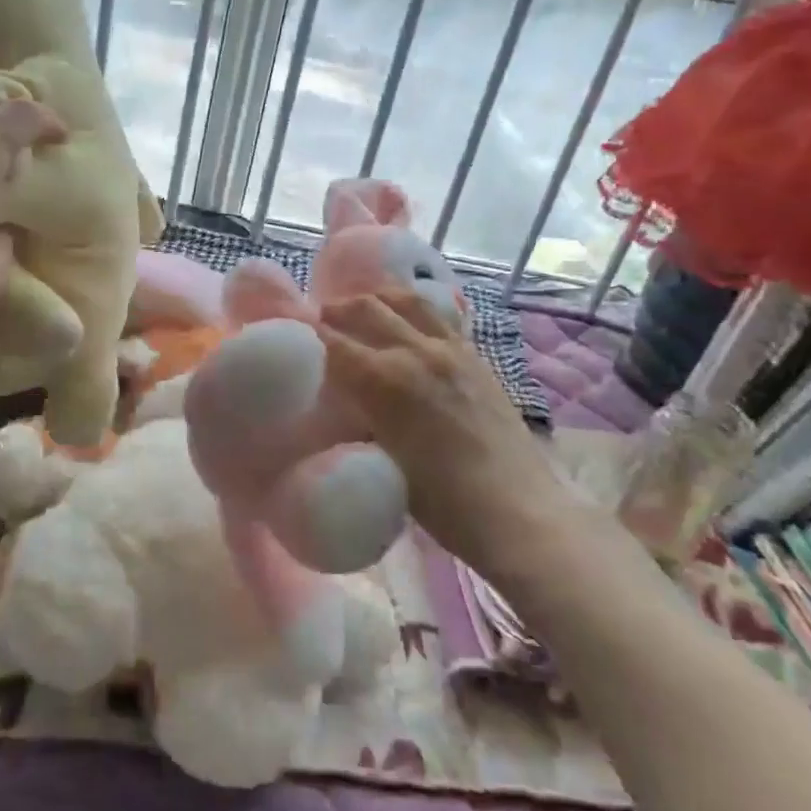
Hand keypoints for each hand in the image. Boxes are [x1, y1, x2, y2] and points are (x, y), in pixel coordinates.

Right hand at [319, 291, 559, 577]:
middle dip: (335, 311)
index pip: (332, 342)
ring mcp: (450, 349)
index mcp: (384, 381)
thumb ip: (356, 419)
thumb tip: (337, 399)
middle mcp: (415, 352)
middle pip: (365, 309)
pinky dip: (412, 308)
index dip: (307, 334)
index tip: (292, 333)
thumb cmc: (441, 502)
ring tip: (359, 308)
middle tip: (318, 320)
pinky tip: (405, 317)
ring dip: (374, 300)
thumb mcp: (382, 460)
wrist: (518, 510)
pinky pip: (438, 315)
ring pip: (404, 301)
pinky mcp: (475, 356)